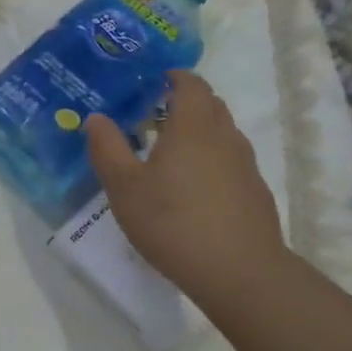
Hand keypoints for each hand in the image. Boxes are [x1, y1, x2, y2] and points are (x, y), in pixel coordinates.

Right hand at [86, 71, 291, 313]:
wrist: (240, 273)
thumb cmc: (173, 222)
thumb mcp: (124, 187)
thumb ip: (107, 148)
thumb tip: (96, 117)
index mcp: (193, 125)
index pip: (191, 83)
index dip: (173, 77)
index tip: (151, 83)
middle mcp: (224, 136)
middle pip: (209, 105)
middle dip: (183, 103)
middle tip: (151, 117)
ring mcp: (245, 165)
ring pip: (221, 134)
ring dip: (197, 133)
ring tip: (168, 154)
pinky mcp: (255, 192)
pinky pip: (230, 162)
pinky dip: (210, 161)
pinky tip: (192, 191)